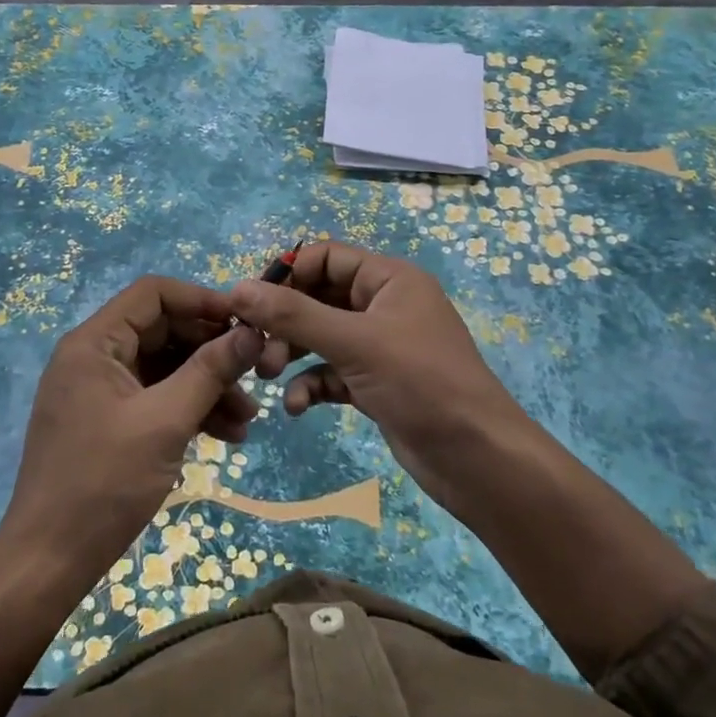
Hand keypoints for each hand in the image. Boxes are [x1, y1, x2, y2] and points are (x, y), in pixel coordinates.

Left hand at [4, 275, 263, 577]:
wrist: (49, 562)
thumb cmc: (104, 483)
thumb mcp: (165, 422)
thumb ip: (210, 371)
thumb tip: (251, 332)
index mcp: (94, 343)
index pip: (153, 294)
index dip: (201, 300)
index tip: (245, 321)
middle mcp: (94, 357)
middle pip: (163, 331)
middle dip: (211, 352)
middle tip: (254, 375)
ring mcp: (100, 391)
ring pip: (164, 368)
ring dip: (206, 386)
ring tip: (247, 418)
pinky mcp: (108, 422)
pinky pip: (155, 398)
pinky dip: (188, 410)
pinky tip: (227, 435)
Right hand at [228, 240, 529, 507]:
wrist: (477, 459)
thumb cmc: (421, 383)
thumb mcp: (355, 343)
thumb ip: (294, 315)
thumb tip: (238, 289)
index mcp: (389, 279)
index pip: (327, 257)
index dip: (288, 274)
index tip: (252, 302)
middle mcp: (384, 306)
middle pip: (319, 297)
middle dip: (285, 321)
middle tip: (255, 348)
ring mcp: (381, 347)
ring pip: (321, 337)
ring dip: (291, 353)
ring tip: (266, 375)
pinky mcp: (376, 383)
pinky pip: (332, 372)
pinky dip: (311, 384)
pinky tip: (297, 407)